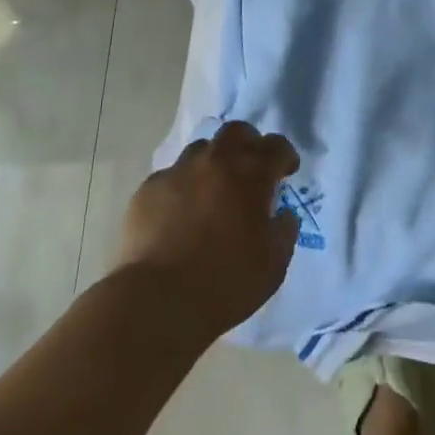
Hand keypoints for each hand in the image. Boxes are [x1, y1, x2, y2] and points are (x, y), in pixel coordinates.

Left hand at [114, 121, 301, 337]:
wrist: (157, 301)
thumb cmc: (225, 283)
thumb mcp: (273, 265)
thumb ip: (284, 232)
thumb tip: (282, 215)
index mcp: (251, 174)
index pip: (276, 147)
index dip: (285, 156)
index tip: (286, 171)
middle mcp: (216, 161)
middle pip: (236, 132)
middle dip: (248, 143)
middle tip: (250, 167)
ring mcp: (179, 172)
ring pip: (201, 150)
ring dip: (213, 164)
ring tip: (211, 192)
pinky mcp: (148, 189)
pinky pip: (171, 178)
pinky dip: (182, 188)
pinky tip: (179, 215)